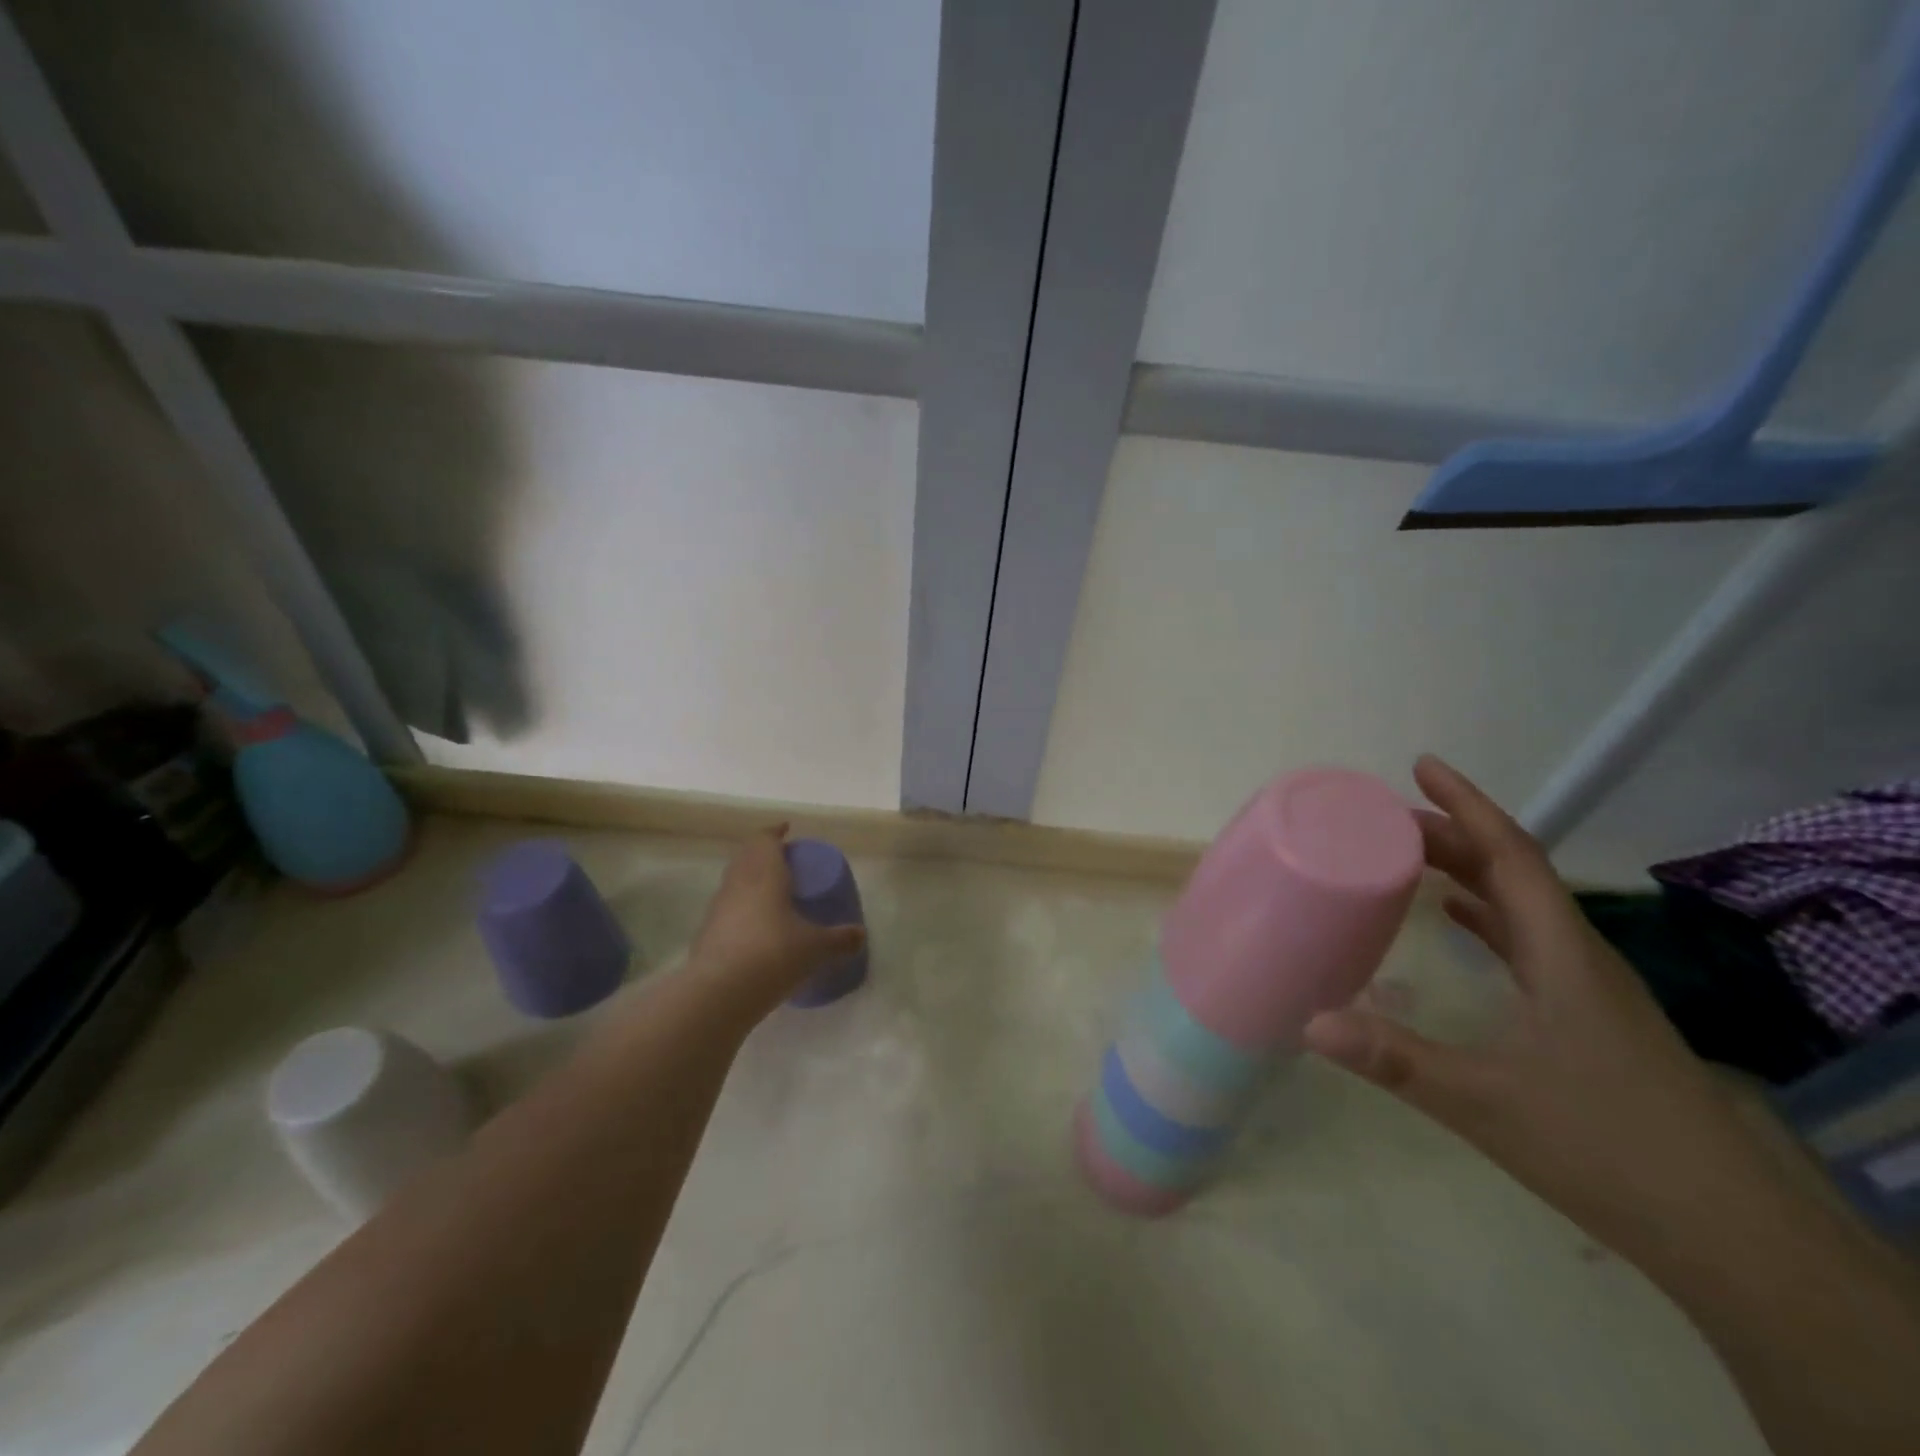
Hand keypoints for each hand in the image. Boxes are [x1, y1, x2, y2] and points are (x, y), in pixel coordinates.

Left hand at [684, 825, 865, 1010]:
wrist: (718, 993)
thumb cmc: (773, 955)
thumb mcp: (816, 948)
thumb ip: (840, 939)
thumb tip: (860, 935)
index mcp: (764, 873)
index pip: (765, 839)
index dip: (775, 832)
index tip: (787, 831)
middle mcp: (738, 883)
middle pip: (747, 856)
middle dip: (763, 854)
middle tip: (785, 862)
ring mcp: (718, 908)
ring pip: (734, 882)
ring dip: (750, 880)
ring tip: (773, 894)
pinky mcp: (706, 934)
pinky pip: (727, 909)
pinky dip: (741, 909)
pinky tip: (757, 929)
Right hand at [1304, 756, 1781, 1259]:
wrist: (1727, 1232)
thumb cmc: (1605, 1147)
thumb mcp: (1484, 1102)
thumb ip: (1395, 1058)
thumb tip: (1309, 1022)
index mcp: (1560, 952)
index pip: (1512, 855)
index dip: (1467, 805)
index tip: (1423, 766)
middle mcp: (1577, 954)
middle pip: (1513, 870)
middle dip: (1453, 834)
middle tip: (1387, 818)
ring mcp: (1588, 986)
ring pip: (1522, 904)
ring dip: (1469, 871)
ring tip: (1411, 857)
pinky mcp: (1589, 1015)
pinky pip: (1528, 940)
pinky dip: (1488, 916)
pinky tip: (1457, 921)